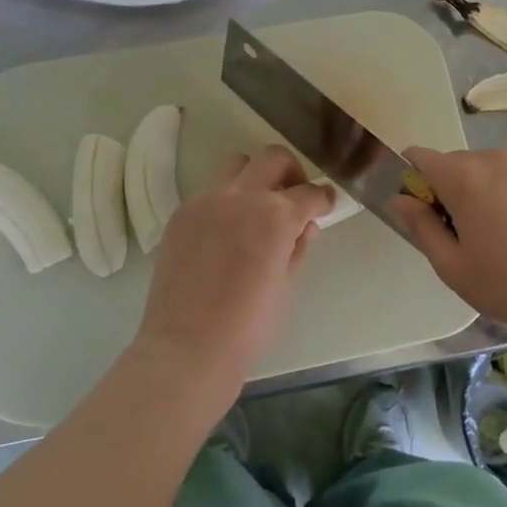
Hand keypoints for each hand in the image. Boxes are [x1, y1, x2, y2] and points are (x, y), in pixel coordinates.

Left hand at [133, 145, 333, 400]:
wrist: (187, 348)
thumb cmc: (248, 327)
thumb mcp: (286, 287)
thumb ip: (298, 248)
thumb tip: (305, 226)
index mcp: (276, 216)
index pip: (309, 192)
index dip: (323, 198)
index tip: (325, 205)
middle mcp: (241, 196)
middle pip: (273, 158)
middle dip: (291, 173)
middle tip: (293, 199)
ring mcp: (206, 201)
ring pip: (237, 165)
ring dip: (254, 177)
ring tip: (256, 208)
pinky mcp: (181, 214)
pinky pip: (210, 191)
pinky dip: (226, 199)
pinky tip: (226, 231)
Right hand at [389, 146, 506, 335]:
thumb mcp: (451, 265)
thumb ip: (420, 226)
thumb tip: (399, 199)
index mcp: (462, 177)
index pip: (419, 156)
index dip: (412, 180)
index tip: (421, 213)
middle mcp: (493, 159)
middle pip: (453, 164)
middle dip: (447, 191)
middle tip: (459, 236)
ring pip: (485, 171)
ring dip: (478, 193)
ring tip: (495, 238)